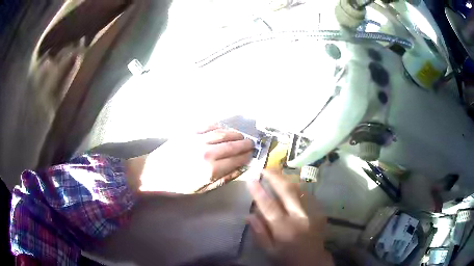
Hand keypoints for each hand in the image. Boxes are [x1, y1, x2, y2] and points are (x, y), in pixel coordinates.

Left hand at [125, 125, 253, 193]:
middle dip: (245, 144)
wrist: (153, 173)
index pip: (236, 160)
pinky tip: (223, 128)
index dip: (246, 157)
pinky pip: (208, 125)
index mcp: (210, 170)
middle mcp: (207, 152)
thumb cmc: (177, 185)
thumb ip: (222, 179)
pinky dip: (219, 126)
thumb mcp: (202, 189)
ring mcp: (197, 139)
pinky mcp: (188, 132)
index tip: (252, 155)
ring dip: (234, 134)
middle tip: (252, 143)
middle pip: (232, 145)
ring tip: (241, 136)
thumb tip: (239, 169)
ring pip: (222, 133)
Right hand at [247, 170, 333, 265]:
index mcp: (284, 229)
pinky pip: (308, 195)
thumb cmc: (288, 257)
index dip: (259, 192)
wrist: (312, 261)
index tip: (251, 179)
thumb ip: (260, 233)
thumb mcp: (269, 251)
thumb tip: (249, 215)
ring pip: (299, 190)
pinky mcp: (319, 212)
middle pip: (287, 192)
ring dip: (287, 179)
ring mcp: (312, 213)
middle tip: (265, 168)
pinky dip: (297, 188)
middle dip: (275, 177)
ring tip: (276, 173)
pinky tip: (291, 185)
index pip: (269, 207)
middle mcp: (299, 218)